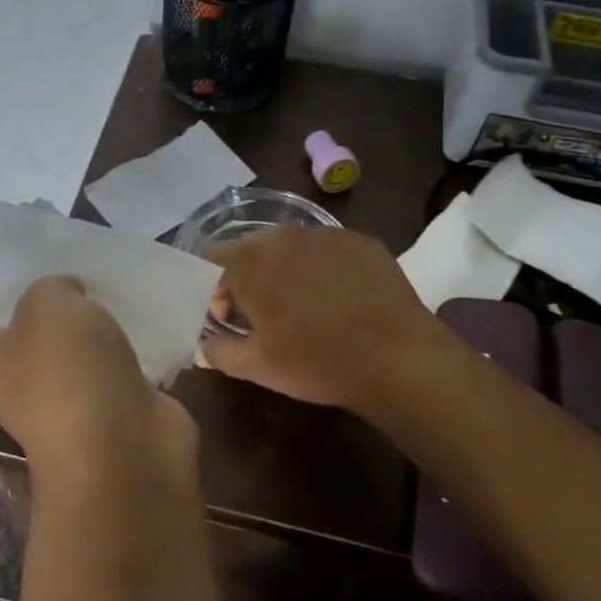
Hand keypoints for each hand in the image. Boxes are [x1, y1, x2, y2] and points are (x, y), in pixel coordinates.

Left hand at [0, 276, 198, 488]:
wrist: (123, 451)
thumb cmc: (66, 372)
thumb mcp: (48, 305)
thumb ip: (51, 290)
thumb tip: (66, 295)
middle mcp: (24, 393)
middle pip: (21, 357)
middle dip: (44, 326)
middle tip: (72, 288)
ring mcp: (72, 412)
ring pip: (74, 368)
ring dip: (92, 343)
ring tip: (114, 304)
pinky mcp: (117, 421)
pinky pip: (117, 382)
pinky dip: (129, 362)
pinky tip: (146, 335)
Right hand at [203, 227, 449, 410]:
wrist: (397, 357)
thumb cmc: (316, 361)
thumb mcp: (258, 366)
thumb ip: (219, 352)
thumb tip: (203, 346)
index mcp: (251, 262)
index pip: (213, 259)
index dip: (213, 288)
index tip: (226, 316)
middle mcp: (284, 236)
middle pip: (251, 248)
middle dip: (248, 275)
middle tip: (261, 312)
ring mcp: (326, 234)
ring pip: (291, 246)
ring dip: (285, 269)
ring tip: (302, 304)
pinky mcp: (361, 241)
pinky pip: (327, 250)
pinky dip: (322, 267)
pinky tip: (338, 297)